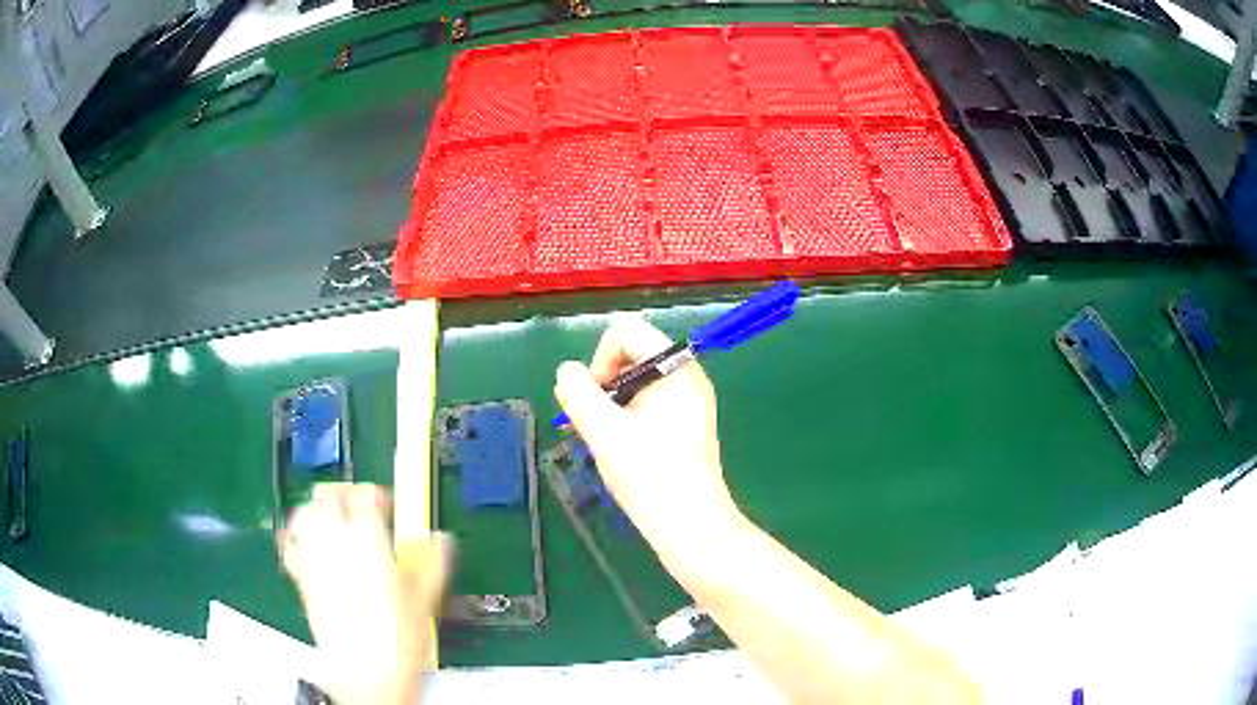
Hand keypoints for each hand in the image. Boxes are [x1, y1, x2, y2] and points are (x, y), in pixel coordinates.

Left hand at [280, 484, 451, 704]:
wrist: (366, 672)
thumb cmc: (398, 637)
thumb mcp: (425, 599)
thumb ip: (434, 563)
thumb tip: (442, 539)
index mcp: (368, 540)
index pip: (366, 497)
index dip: (377, 496)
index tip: (387, 507)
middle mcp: (335, 541)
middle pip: (329, 496)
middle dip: (344, 495)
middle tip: (358, 507)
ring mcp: (313, 558)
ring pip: (304, 513)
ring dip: (316, 508)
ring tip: (329, 517)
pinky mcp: (300, 578)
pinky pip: (289, 544)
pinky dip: (295, 536)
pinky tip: (306, 544)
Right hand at [553, 314, 740, 552]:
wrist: (691, 527)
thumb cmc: (650, 476)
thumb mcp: (603, 430)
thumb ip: (578, 392)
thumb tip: (568, 373)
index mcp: (676, 368)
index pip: (626, 331)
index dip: (600, 358)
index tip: (595, 399)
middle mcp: (687, 377)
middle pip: (632, 354)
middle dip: (603, 382)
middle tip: (593, 423)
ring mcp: (689, 402)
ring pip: (636, 382)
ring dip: (610, 403)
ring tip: (602, 440)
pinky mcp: (686, 426)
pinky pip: (649, 404)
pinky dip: (626, 417)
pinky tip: (618, 448)